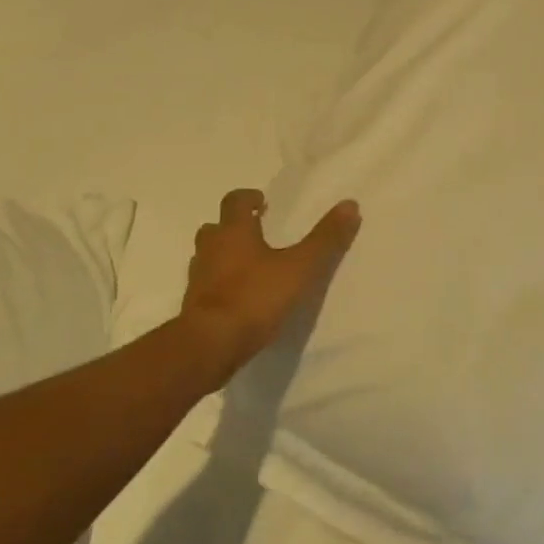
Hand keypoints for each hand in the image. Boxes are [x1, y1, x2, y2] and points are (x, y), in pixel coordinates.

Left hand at [181, 189, 361, 381]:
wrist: (210, 345)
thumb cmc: (255, 297)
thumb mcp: (300, 268)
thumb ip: (325, 239)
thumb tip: (350, 204)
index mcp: (234, 231)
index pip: (235, 201)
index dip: (249, 198)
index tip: (263, 203)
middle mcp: (210, 248)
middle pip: (216, 228)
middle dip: (234, 227)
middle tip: (258, 234)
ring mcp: (198, 279)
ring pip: (208, 257)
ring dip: (224, 256)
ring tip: (250, 268)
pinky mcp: (193, 307)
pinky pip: (206, 286)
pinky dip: (220, 286)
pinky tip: (239, 299)